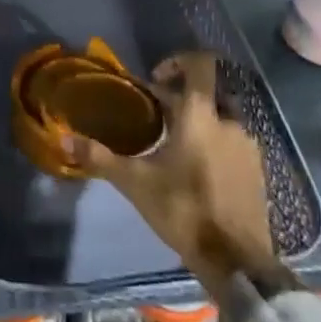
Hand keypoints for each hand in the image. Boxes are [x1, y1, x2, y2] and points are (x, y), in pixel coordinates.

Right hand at [61, 51, 277, 291]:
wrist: (236, 260)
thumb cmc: (183, 209)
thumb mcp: (135, 183)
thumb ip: (100, 157)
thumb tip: (63, 139)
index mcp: (201, 115)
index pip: (201, 64)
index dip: (178, 61)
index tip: (155, 79)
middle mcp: (229, 122)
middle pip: (208, 92)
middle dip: (181, 97)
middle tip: (155, 115)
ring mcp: (248, 147)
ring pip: (222, 118)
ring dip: (199, 122)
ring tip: (173, 144)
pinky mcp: (257, 171)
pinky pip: (233, 143)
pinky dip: (215, 144)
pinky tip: (196, 170)